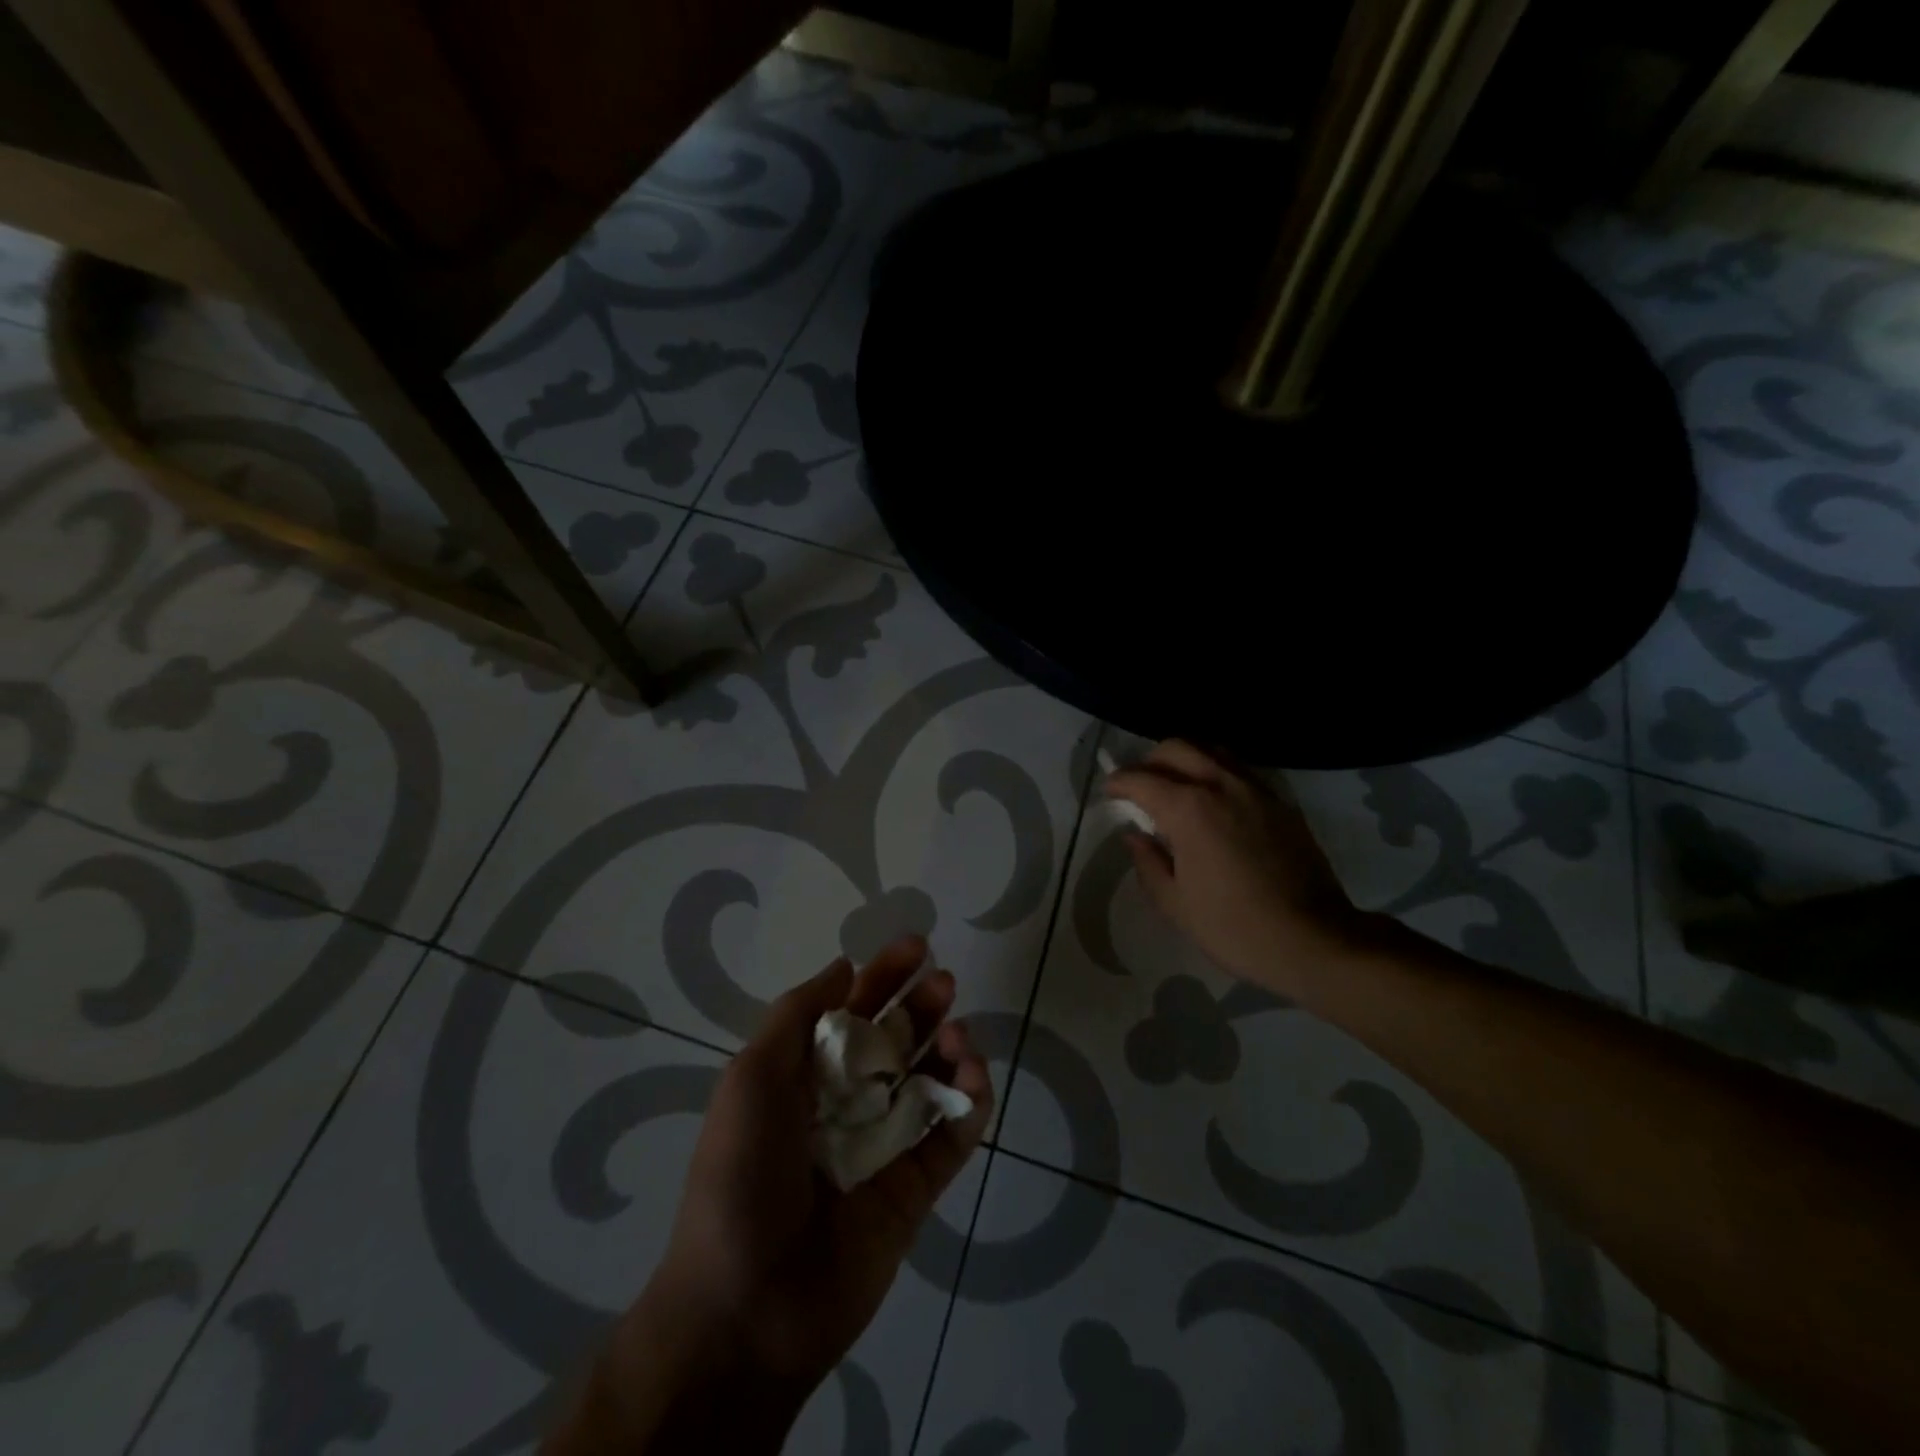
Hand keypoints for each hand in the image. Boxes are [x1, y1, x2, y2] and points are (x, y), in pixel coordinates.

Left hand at [550, 937, 991, 1454]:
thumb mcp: (752, 1077)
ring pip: (929, 1082)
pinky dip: (971, 1102)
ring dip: (949, 1048)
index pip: (852, 1012)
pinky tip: (974, 1075)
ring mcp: (883, 1147)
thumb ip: (796, 1015)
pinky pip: (951, 1136)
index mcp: (804, 1077)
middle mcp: (846, 1104)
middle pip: (896, 1040)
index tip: (916, 945)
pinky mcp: (914, 1190)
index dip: (883, 975)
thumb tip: (843, 967)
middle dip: (921, 1005)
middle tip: (945, 983)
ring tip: (958, 1033)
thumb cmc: (741, 1175)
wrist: (746, 1307)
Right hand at [1105, 740, 1370, 995]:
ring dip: (1186, 760)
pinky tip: (1215, 802)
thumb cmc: (1234, 927)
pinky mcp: (1281, 803)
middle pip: (1177, 748)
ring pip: (1212, 751)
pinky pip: (1240, 771)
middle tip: (1140, 787)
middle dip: (1150, 761)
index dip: (1119, 783)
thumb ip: (1148, 862)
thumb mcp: (1175, 903)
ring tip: (1176, 787)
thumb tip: (1135, 836)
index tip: (1110, 792)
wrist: (1314, 940)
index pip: (1142, 779)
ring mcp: (1256, 790)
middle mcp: (1221, 786)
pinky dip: (1217, 773)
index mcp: (1189, 810)